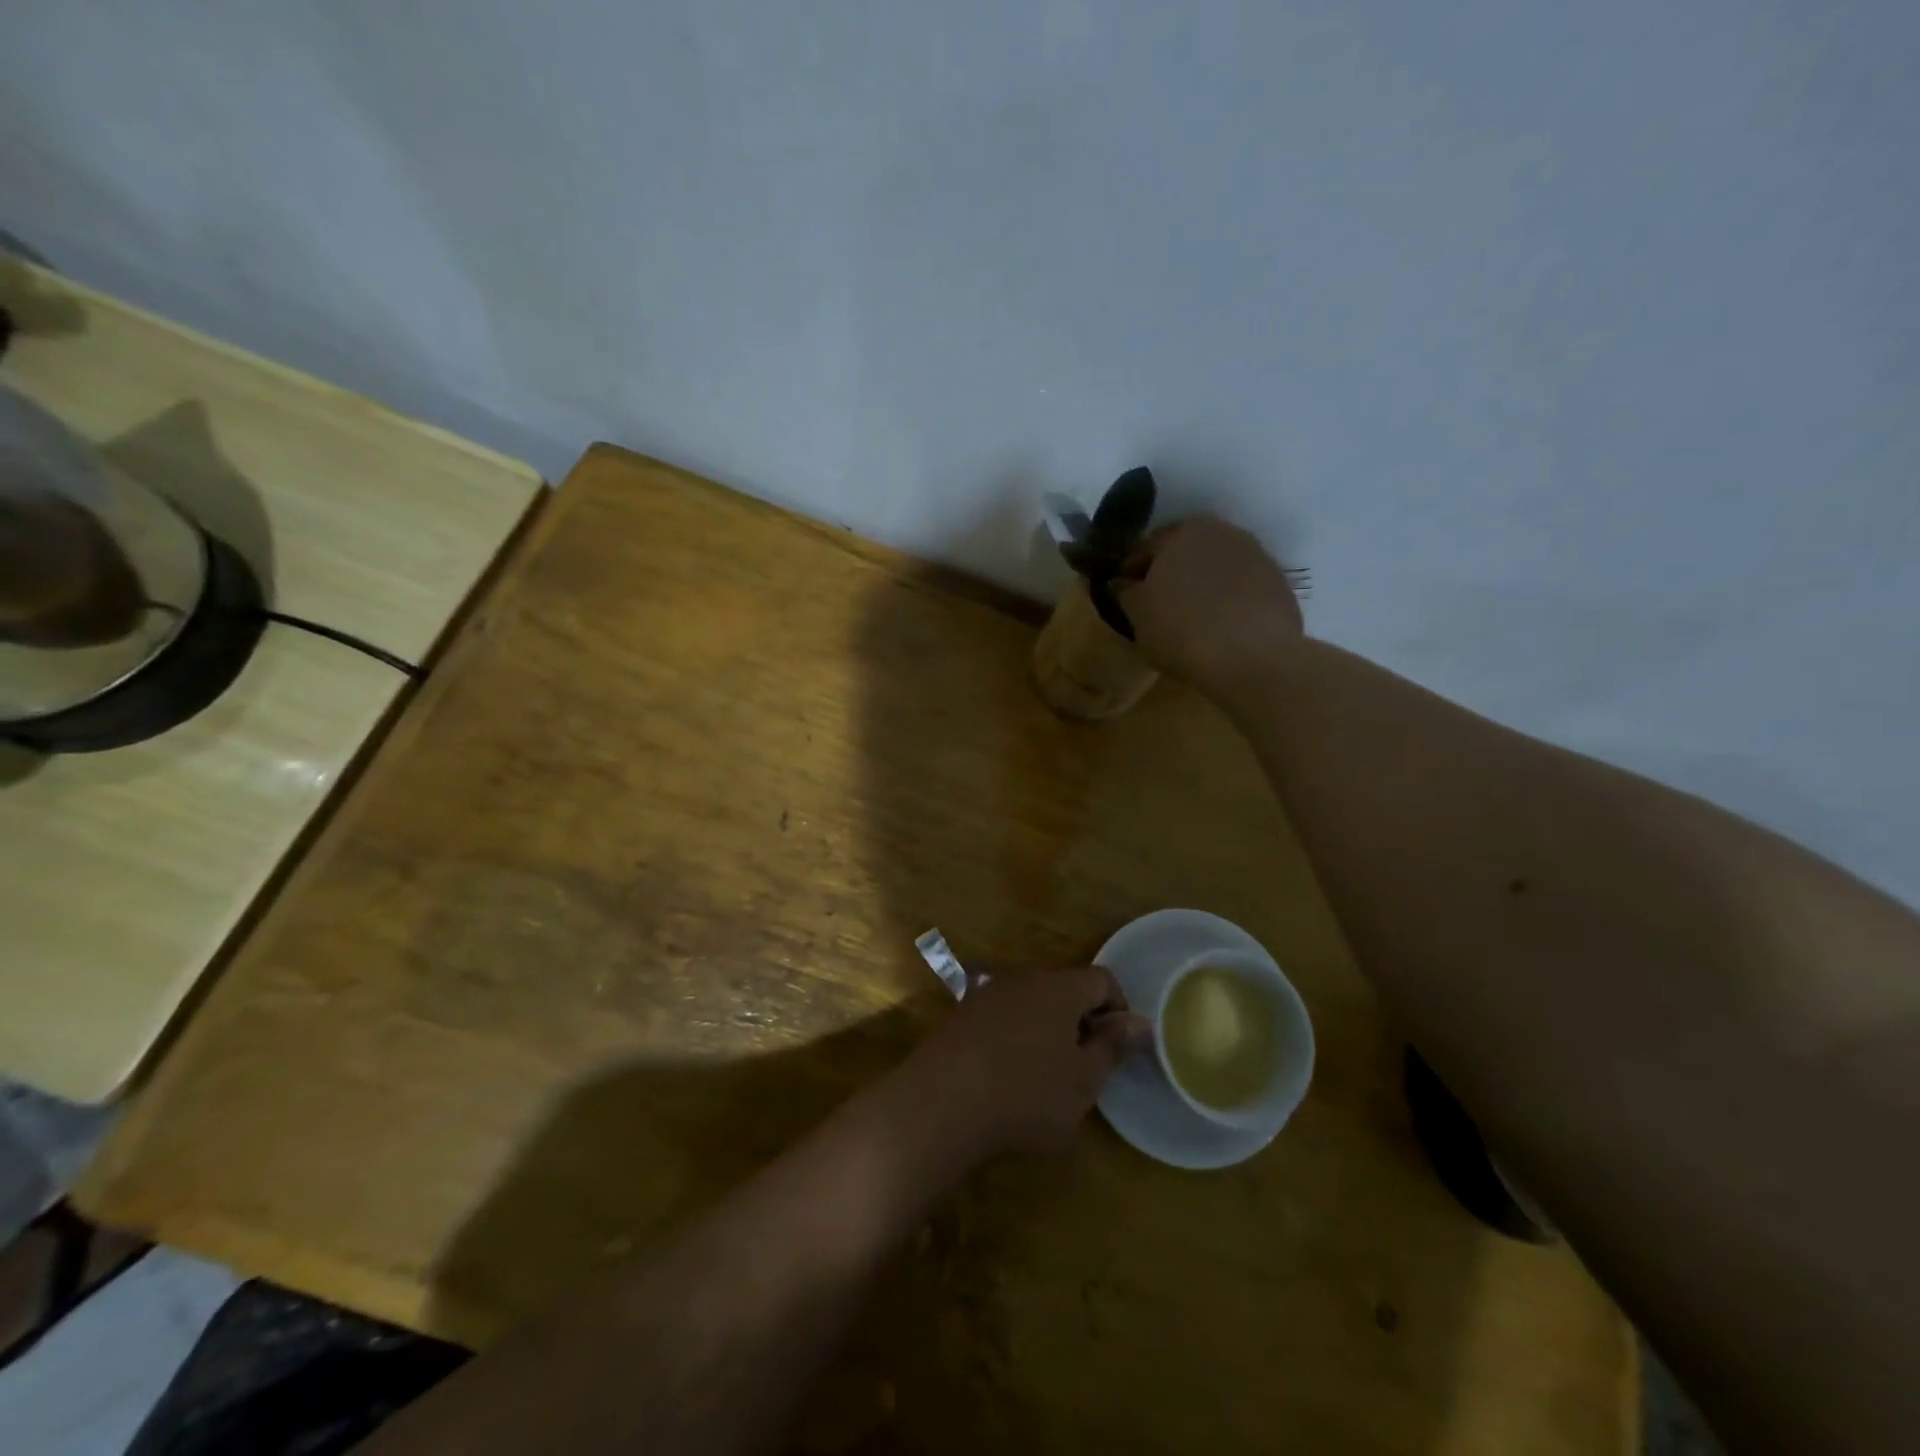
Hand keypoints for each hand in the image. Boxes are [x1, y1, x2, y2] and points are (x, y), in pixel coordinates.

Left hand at [898, 968, 1149, 1158]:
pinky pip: (1002, 1016)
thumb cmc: (1027, 1093)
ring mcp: (988, 992)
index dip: (1118, 1010)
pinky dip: (1014, 1037)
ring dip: (1045, 1029)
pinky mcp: (962, 1013)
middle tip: (1082, 1067)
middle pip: (1065, 989)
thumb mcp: (1084, 1082)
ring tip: (1043, 1075)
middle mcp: (1024, 978)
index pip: (1102, 979)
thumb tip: (1140, 1022)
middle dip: (1080, 1021)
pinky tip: (1006, 1075)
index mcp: (1060, 988)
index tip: (1115, 1049)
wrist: (944, 1100)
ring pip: (1032, 1002)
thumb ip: (1113, 1047)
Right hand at [1116, 515, 1304, 700]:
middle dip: (1171, 573)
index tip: (1124, 592)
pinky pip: (1243, 590)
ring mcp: (1258, 557)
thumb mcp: (1138, 615)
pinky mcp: (1280, 585)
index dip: (1131, 570)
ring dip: (1203, 586)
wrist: (1252, 658)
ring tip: (1192, 618)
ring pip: (1218, 568)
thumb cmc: (1182, 630)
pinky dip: (1229, 602)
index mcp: (1184, 531)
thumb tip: (1123, 583)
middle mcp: (1224, 532)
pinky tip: (1221, 629)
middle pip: (1187, 551)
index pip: (1147, 546)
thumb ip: (1126, 593)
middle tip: (1157, 605)